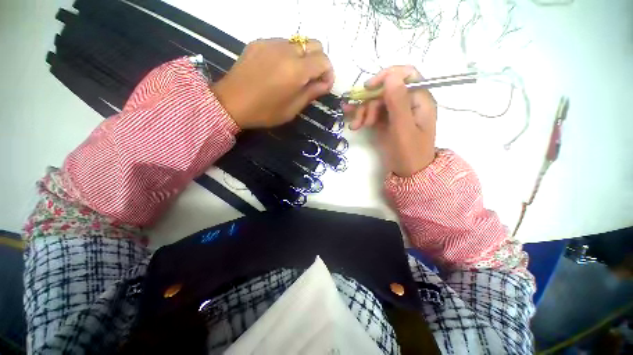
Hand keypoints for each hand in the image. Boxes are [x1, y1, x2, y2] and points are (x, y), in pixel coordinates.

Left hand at [213, 38, 333, 129]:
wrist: (231, 103)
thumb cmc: (265, 112)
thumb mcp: (292, 109)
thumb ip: (311, 93)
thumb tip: (326, 83)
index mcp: (296, 70)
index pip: (324, 60)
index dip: (328, 72)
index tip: (323, 85)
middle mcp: (286, 50)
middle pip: (314, 44)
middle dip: (318, 61)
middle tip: (311, 78)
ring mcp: (271, 43)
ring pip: (298, 43)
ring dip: (303, 57)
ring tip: (293, 75)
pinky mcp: (259, 42)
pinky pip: (282, 43)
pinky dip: (287, 54)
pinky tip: (277, 69)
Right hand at [345, 66, 436, 176]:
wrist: (408, 173)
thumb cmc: (409, 153)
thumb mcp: (403, 128)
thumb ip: (398, 102)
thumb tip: (391, 77)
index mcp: (419, 100)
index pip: (405, 75)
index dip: (386, 76)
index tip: (369, 88)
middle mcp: (408, 102)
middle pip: (386, 91)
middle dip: (369, 102)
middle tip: (361, 120)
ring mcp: (396, 112)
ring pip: (376, 102)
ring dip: (363, 111)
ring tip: (356, 126)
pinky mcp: (387, 121)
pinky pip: (373, 113)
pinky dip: (362, 116)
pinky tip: (352, 120)